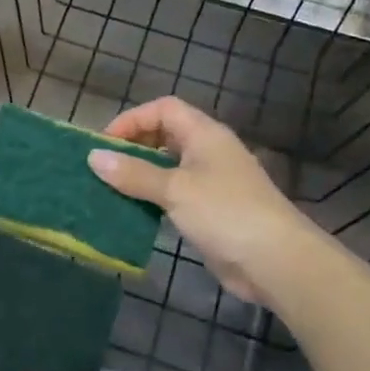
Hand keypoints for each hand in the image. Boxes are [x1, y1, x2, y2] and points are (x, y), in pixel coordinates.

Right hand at [87, 95, 323, 307]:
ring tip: (110, 189)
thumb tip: (93, 157)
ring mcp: (212, 183)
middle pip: (165, 135)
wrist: (276, 261)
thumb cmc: (225, 213)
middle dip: (133, 146)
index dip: (133, 120)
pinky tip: (133, 212)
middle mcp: (209, 152)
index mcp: (205, 135)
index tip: (104, 144)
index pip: (164, 109)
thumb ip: (133, 173)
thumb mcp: (174, 189)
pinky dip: (153, 198)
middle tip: (104, 167)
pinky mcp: (211, 211)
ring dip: (140, 175)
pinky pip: (174, 195)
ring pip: (168, 167)